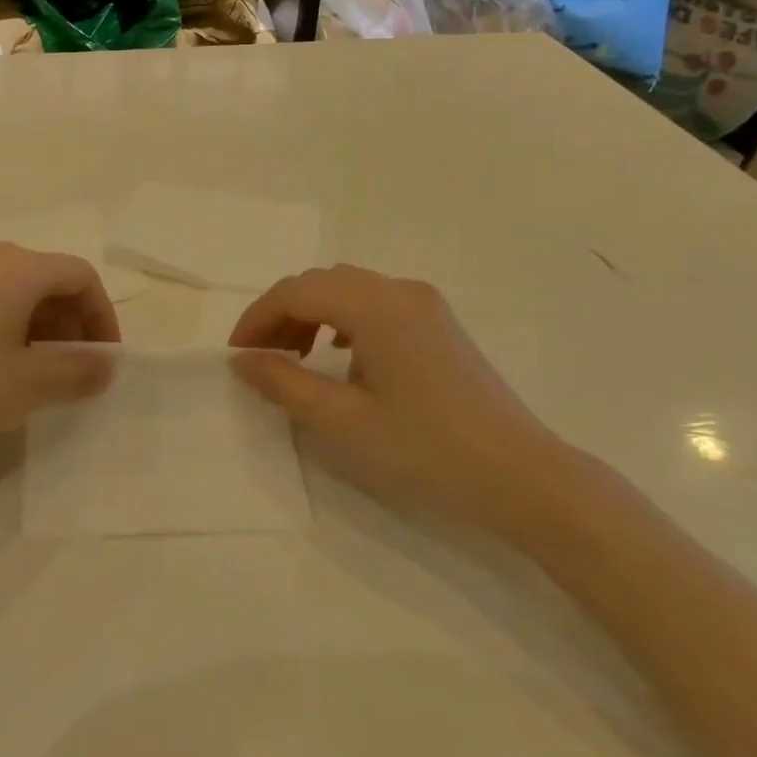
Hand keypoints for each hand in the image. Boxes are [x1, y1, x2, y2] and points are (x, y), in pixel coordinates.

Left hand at [0, 243, 119, 466]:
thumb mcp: (28, 385)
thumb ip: (78, 372)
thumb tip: (105, 366)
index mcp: (16, 267)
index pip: (80, 276)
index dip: (102, 315)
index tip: (103, 359)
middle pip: (47, 277)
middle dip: (71, 322)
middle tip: (74, 368)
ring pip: (15, 288)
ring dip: (40, 324)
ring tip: (39, 370)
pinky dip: (7, 322)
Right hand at [229, 265, 589, 539]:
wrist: (519, 474)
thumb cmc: (425, 448)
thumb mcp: (342, 420)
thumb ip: (284, 383)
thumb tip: (242, 360)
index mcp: (374, 305)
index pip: (296, 291)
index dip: (258, 318)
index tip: (237, 355)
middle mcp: (399, 290)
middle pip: (322, 283)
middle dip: (283, 314)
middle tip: (262, 358)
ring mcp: (424, 304)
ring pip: (348, 290)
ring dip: (313, 314)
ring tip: (296, 358)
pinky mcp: (438, 323)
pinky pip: (375, 304)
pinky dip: (343, 320)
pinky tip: (342, 358)